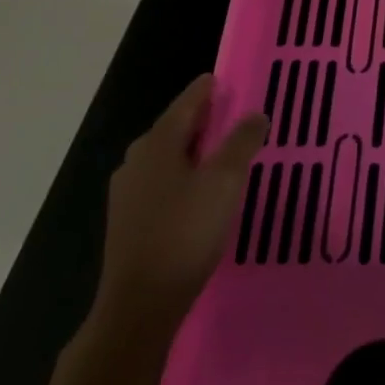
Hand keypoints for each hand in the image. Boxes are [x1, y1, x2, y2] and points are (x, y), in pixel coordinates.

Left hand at [95, 74, 267, 336]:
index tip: (227, 79)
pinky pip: (162, 181)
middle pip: (175, 127)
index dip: (208, 89)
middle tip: (235, 114)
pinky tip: (201, 189)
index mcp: (158, 143)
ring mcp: (128, 192)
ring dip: (194, 148)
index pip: (187, 102)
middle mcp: (137, 160)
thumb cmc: (185, 232)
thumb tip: (255, 114)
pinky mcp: (129, 220)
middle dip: (203, 119)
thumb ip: (242, 142)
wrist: (140, 304)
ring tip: (224, 150)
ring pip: (168, 156)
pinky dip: (184, 173)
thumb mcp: (224, 181)